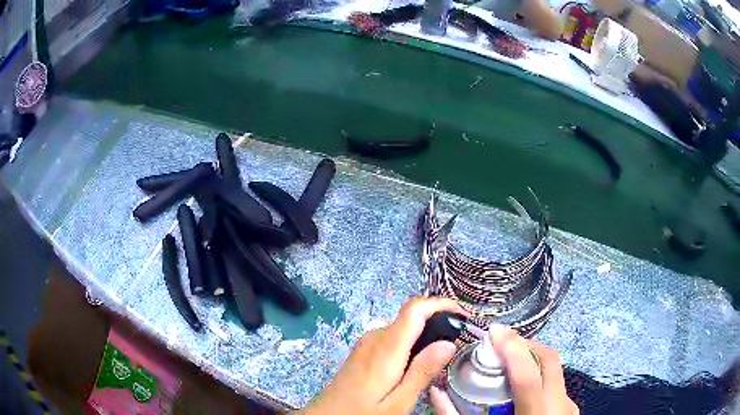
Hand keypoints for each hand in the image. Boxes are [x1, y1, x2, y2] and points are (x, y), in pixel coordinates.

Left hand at [299, 297, 465, 414]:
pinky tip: (415, 365)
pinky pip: (392, 338)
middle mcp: (375, 337)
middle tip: (457, 344)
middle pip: (411, 316)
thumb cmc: (363, 412)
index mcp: (387, 347)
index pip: (415, 308)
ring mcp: (367, 343)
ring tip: (439, 358)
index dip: (441, 304)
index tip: (462, 315)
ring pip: (403, 328)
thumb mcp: (398, 402)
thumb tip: (448, 343)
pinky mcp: (363, 351)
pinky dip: (410, 343)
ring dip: (424, 334)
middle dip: (437, 322)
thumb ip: (422, 371)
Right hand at [430, 325, 578, 414]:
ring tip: (512, 363)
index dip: (511, 350)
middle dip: (525, 345)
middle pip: (549, 360)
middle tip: (501, 342)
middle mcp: (559, 406)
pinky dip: (541, 377)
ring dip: (533, 360)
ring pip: (555, 370)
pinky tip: (525, 388)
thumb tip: (436, 391)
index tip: (494, 331)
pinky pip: (557, 384)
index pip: (528, 376)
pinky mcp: (571, 408)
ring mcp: (569, 406)